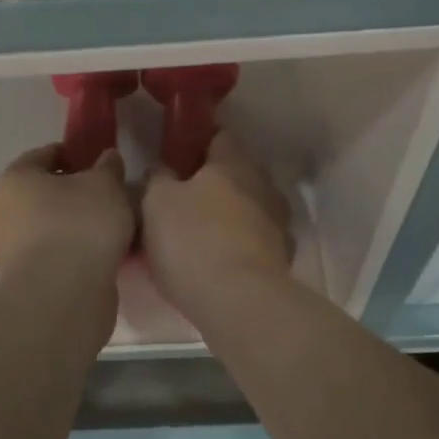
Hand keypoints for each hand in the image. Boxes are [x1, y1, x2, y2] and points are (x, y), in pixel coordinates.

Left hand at [0, 145, 135, 282]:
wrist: (61, 297)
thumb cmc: (79, 226)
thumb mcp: (105, 185)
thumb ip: (108, 167)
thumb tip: (106, 158)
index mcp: (16, 179)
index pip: (46, 154)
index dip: (76, 154)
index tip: (103, 164)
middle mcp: (5, 211)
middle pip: (47, 193)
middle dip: (78, 193)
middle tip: (112, 197)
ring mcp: (12, 250)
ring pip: (53, 226)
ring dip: (78, 226)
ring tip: (113, 230)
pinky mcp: (28, 280)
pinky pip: (58, 255)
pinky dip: (77, 252)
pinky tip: (103, 256)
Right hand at [140, 131, 292, 317]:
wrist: (240, 303)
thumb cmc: (193, 241)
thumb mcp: (156, 202)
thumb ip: (158, 178)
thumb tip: (162, 171)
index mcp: (234, 162)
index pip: (220, 135)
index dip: (198, 142)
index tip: (177, 157)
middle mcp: (264, 185)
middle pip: (236, 173)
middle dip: (212, 183)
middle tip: (180, 200)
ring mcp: (278, 223)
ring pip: (247, 208)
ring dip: (227, 216)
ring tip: (197, 236)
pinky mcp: (282, 258)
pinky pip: (254, 241)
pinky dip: (238, 246)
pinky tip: (216, 263)